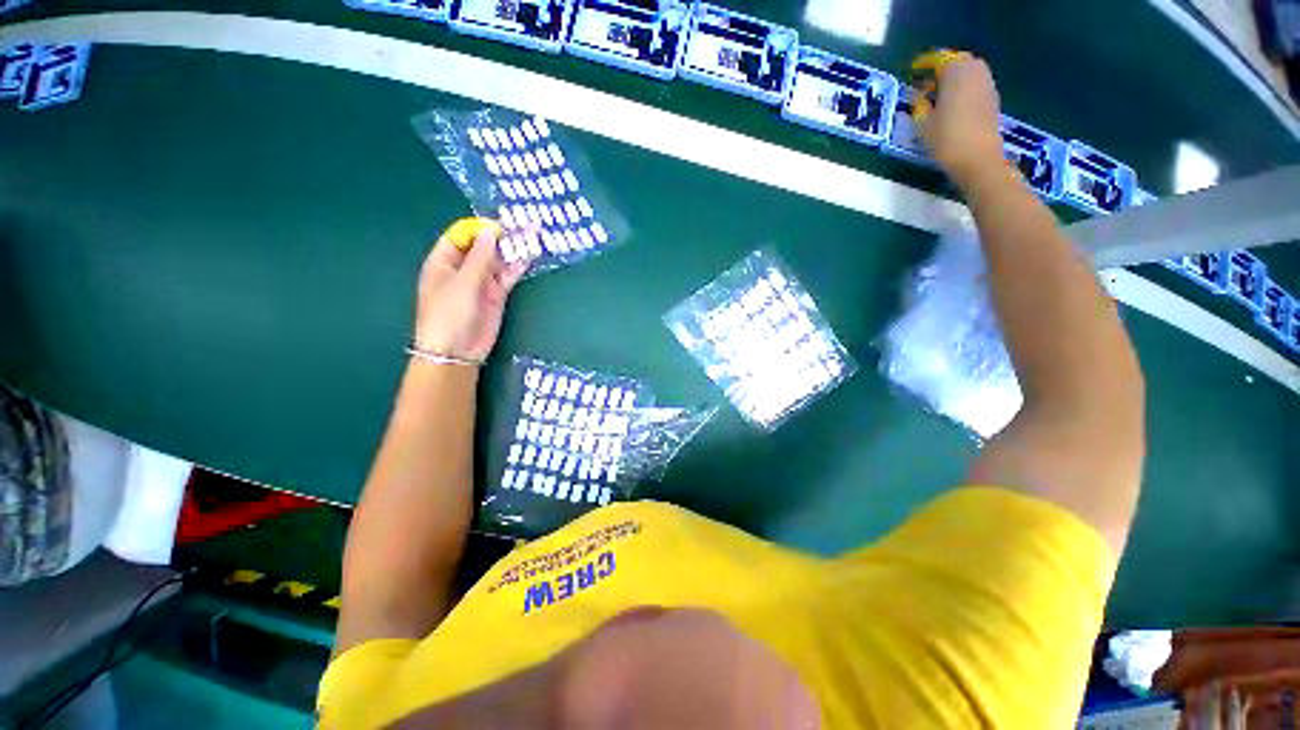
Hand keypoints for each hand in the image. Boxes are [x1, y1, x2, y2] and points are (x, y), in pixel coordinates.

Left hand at [413, 221, 528, 361]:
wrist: (457, 351)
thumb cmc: (449, 313)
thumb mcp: (463, 282)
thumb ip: (480, 257)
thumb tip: (490, 232)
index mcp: (443, 261)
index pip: (461, 236)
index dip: (479, 228)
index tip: (500, 225)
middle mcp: (462, 269)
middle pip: (482, 247)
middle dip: (500, 237)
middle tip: (523, 225)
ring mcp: (480, 282)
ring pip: (497, 261)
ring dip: (512, 250)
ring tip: (532, 236)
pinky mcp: (496, 295)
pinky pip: (507, 276)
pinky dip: (517, 267)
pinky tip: (529, 256)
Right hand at [915, 56, 1005, 187]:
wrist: (978, 159)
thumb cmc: (946, 139)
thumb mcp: (922, 122)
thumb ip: (918, 102)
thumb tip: (916, 92)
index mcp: (955, 70)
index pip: (937, 58)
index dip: (922, 64)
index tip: (911, 72)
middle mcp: (974, 69)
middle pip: (955, 61)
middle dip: (939, 69)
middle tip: (923, 83)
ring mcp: (986, 82)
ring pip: (966, 71)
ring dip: (951, 78)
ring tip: (935, 94)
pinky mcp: (991, 97)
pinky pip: (973, 83)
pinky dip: (961, 87)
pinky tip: (951, 103)